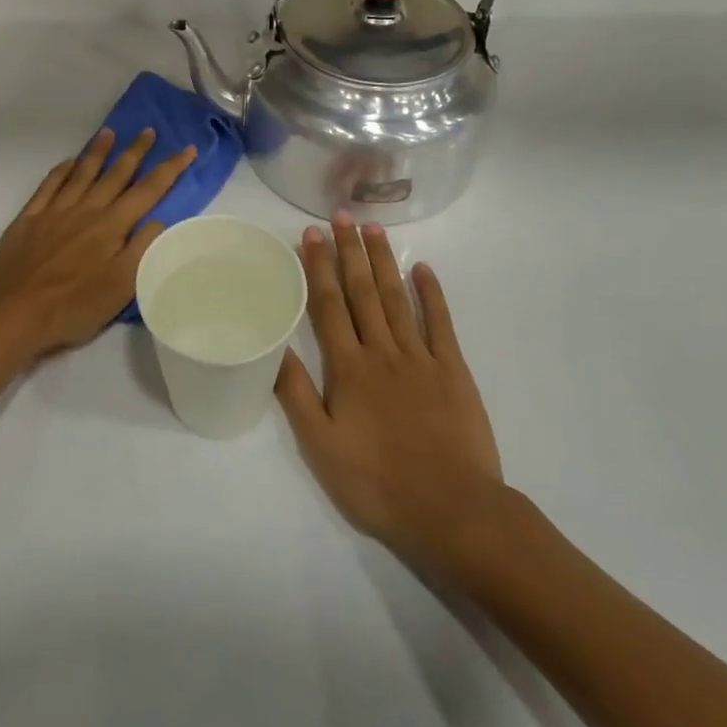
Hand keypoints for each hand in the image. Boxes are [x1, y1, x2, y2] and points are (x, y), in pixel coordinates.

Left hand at [0, 128, 194, 362]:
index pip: (148, 191)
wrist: (14, 313)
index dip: (170, 168)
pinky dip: (61, 170)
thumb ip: (142, 250)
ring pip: (82, 173)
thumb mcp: (121, 287)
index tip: (187, 149)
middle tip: (148, 130)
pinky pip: (49, 185)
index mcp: (112, 227)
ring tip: (109, 132)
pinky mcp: (29, 218)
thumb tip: (159, 219)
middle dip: (135, 151)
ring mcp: (55, 211)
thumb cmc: (73, 306)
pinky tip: (68, 161)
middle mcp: (86, 210)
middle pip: (116, 174)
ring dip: (98, 151)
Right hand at [276, 214, 502, 562]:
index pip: (329, 305)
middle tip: (341, 216)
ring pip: (396, 298)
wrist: (452, 510)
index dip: (319, 267)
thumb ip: (297, 394)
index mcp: (348, 368)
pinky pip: (440, 322)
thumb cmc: (378, 483)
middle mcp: (382, 350)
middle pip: (362, 291)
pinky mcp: (452, 369)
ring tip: (373, 229)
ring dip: (383, 261)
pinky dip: (431, 293)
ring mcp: (420, 357)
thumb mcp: (322, 447)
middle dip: (349, 250)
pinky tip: (423, 270)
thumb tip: (274, 347)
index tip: (311, 234)